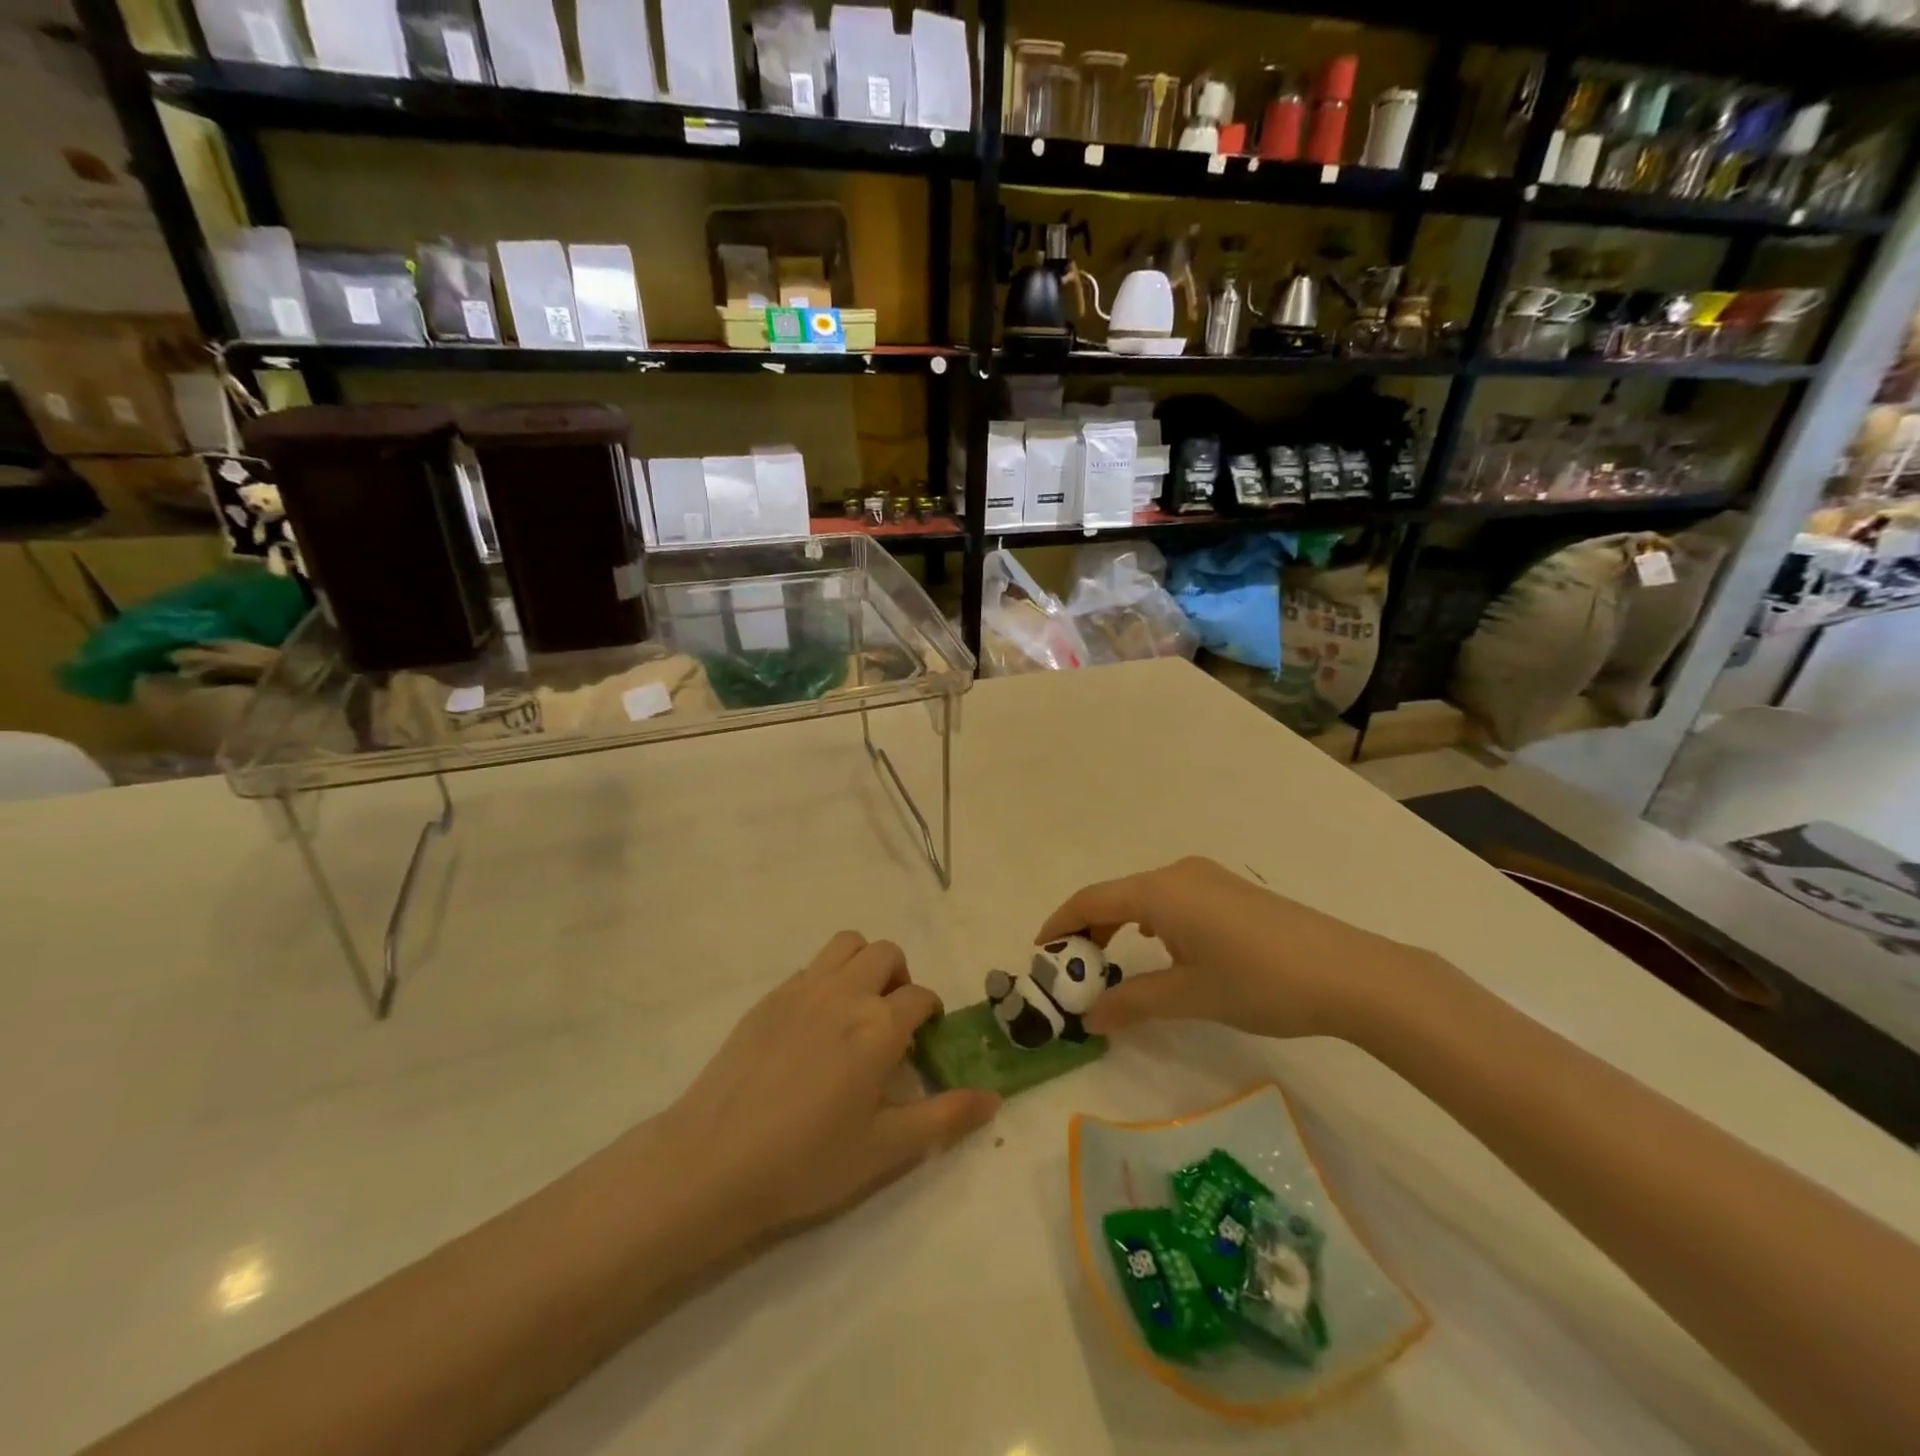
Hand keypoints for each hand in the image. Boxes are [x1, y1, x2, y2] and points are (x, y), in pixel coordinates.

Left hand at [658, 932, 998, 1242]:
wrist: (714, 1161)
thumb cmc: (807, 1161)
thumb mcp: (885, 1148)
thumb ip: (944, 1117)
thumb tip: (994, 1098)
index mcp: (879, 1026)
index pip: (920, 997)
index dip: (930, 1015)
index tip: (923, 1043)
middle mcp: (845, 993)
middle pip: (887, 954)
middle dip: (900, 979)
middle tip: (892, 1022)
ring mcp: (802, 989)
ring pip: (847, 945)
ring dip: (864, 963)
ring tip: (858, 1008)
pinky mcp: (769, 998)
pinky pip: (811, 966)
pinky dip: (827, 978)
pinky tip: (814, 1025)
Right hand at [1037, 856, 1437, 1040]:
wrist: (1350, 974)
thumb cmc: (1260, 982)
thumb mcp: (1189, 996)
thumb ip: (1133, 1002)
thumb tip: (1090, 1019)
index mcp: (1160, 892)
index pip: (1092, 900)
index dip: (1060, 924)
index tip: (1040, 953)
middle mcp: (1179, 874)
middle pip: (1116, 896)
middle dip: (1089, 930)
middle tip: (1073, 970)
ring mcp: (1209, 879)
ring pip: (1146, 898)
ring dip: (1121, 927)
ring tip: (1111, 964)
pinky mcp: (1232, 892)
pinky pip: (1173, 900)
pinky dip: (1151, 924)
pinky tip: (1162, 951)